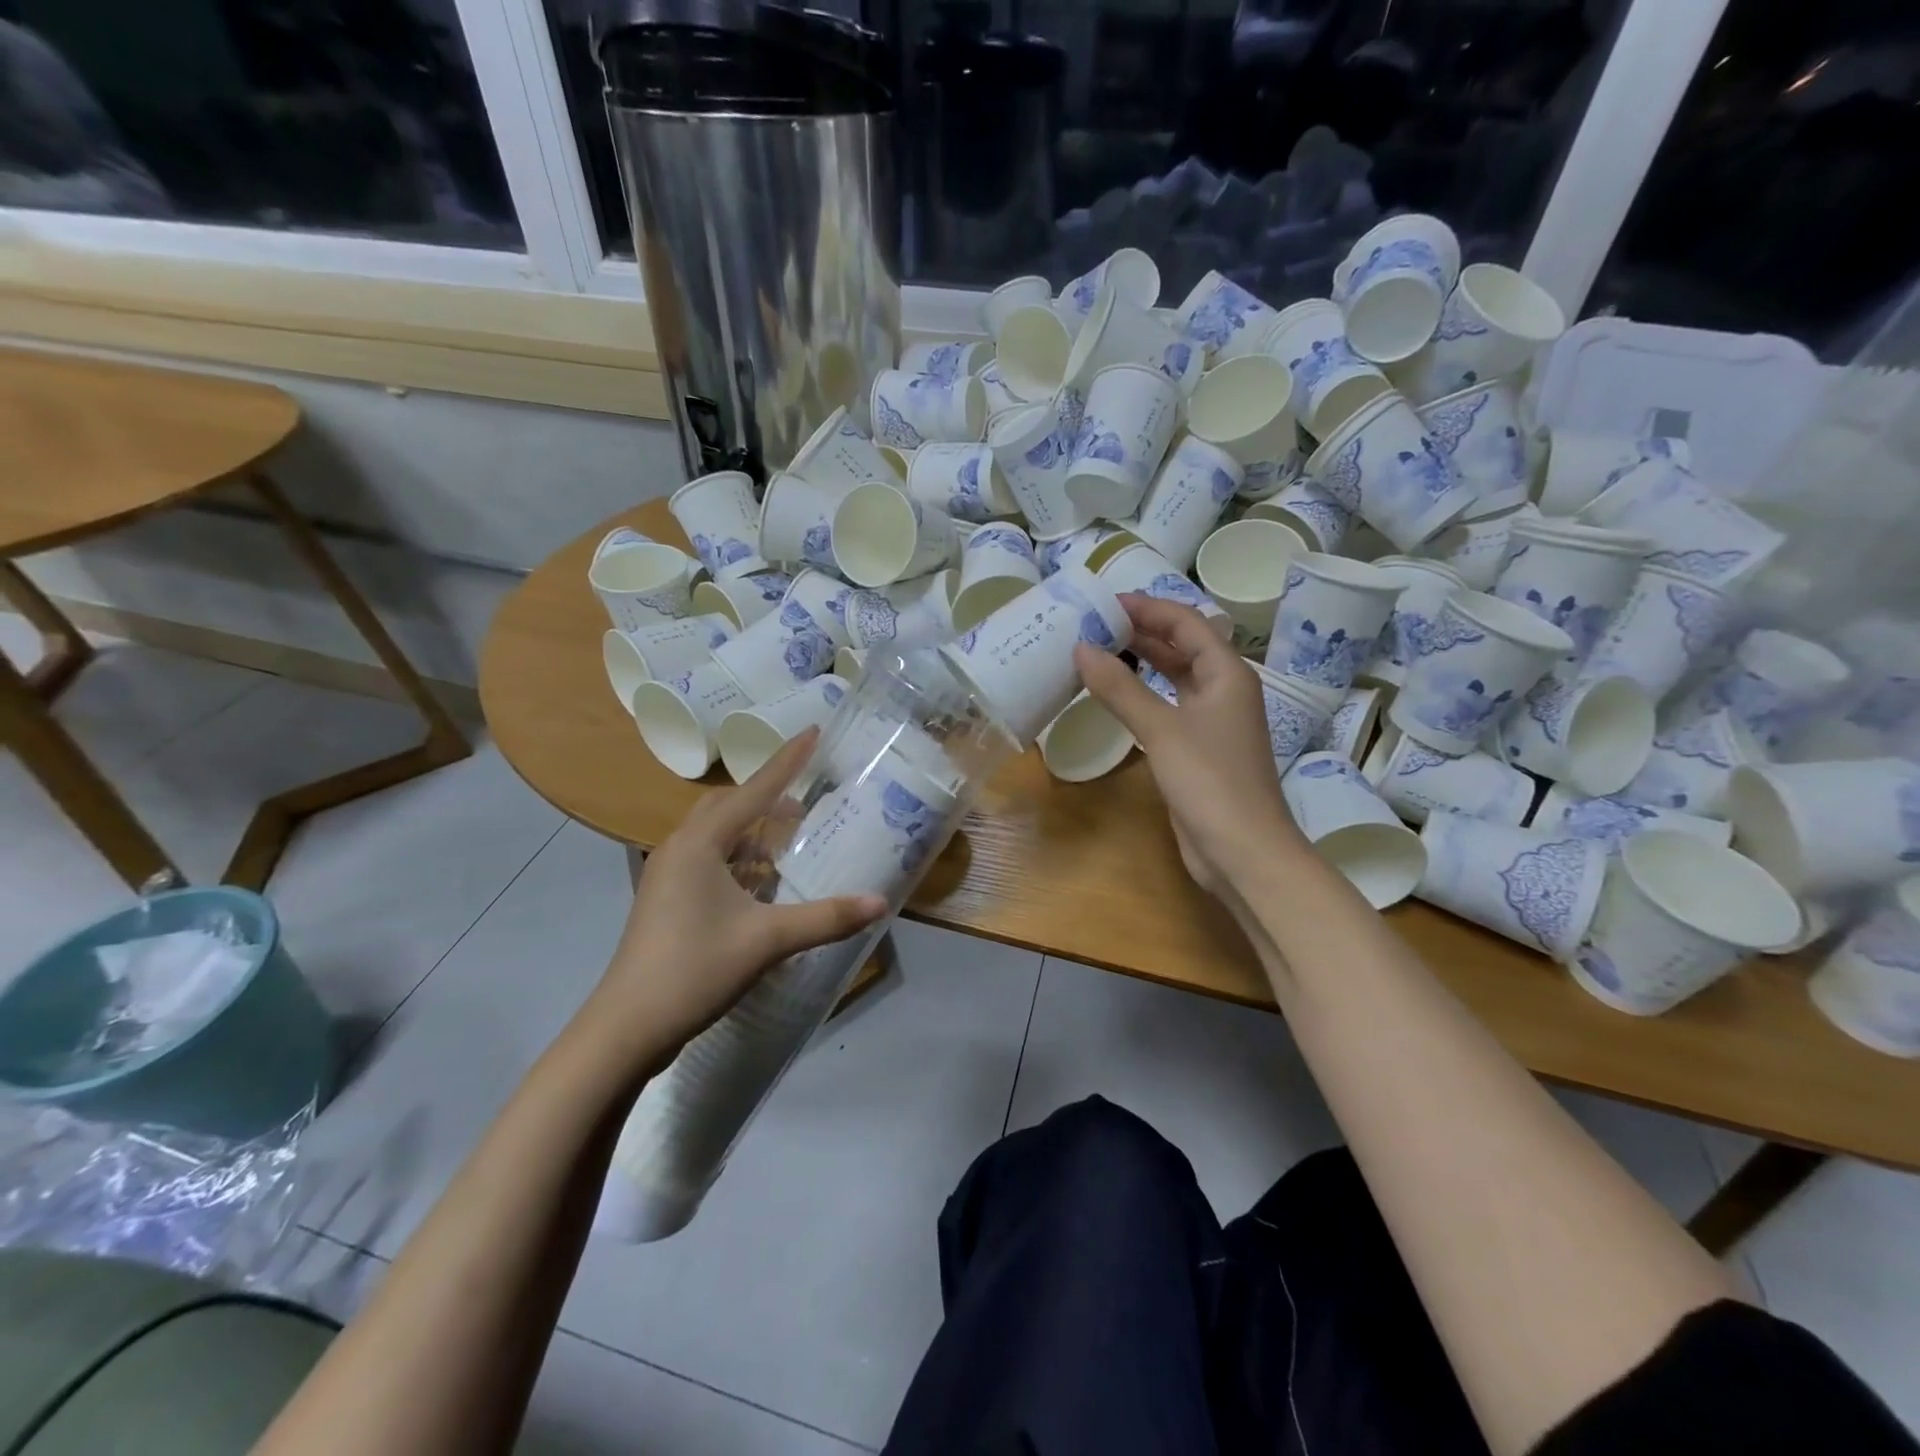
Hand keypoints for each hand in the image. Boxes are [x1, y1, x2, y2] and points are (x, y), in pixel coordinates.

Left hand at [587, 730, 886, 1065]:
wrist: (627, 1027)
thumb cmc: (695, 969)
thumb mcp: (767, 940)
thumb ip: (826, 918)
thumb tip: (880, 902)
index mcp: (701, 843)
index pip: (754, 790)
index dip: (788, 760)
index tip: (814, 731)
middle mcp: (680, 848)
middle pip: (729, 807)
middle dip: (769, 797)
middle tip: (807, 801)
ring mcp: (668, 875)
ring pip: (716, 835)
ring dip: (753, 831)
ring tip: (791, 841)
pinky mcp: (666, 900)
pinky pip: (709, 860)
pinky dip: (740, 860)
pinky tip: (763, 884)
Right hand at [1074, 595, 1305, 898]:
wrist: (1243, 851)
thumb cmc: (1210, 781)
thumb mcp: (1161, 729)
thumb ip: (1120, 688)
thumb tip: (1081, 648)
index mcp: (1226, 673)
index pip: (1185, 622)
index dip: (1147, 608)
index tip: (1104, 602)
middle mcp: (1223, 690)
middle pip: (1181, 646)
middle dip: (1141, 632)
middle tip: (1092, 624)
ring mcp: (1212, 721)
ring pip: (1174, 677)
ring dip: (1141, 663)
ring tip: (1096, 651)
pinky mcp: (1198, 749)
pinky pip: (1167, 707)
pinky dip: (1141, 696)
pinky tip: (1114, 697)